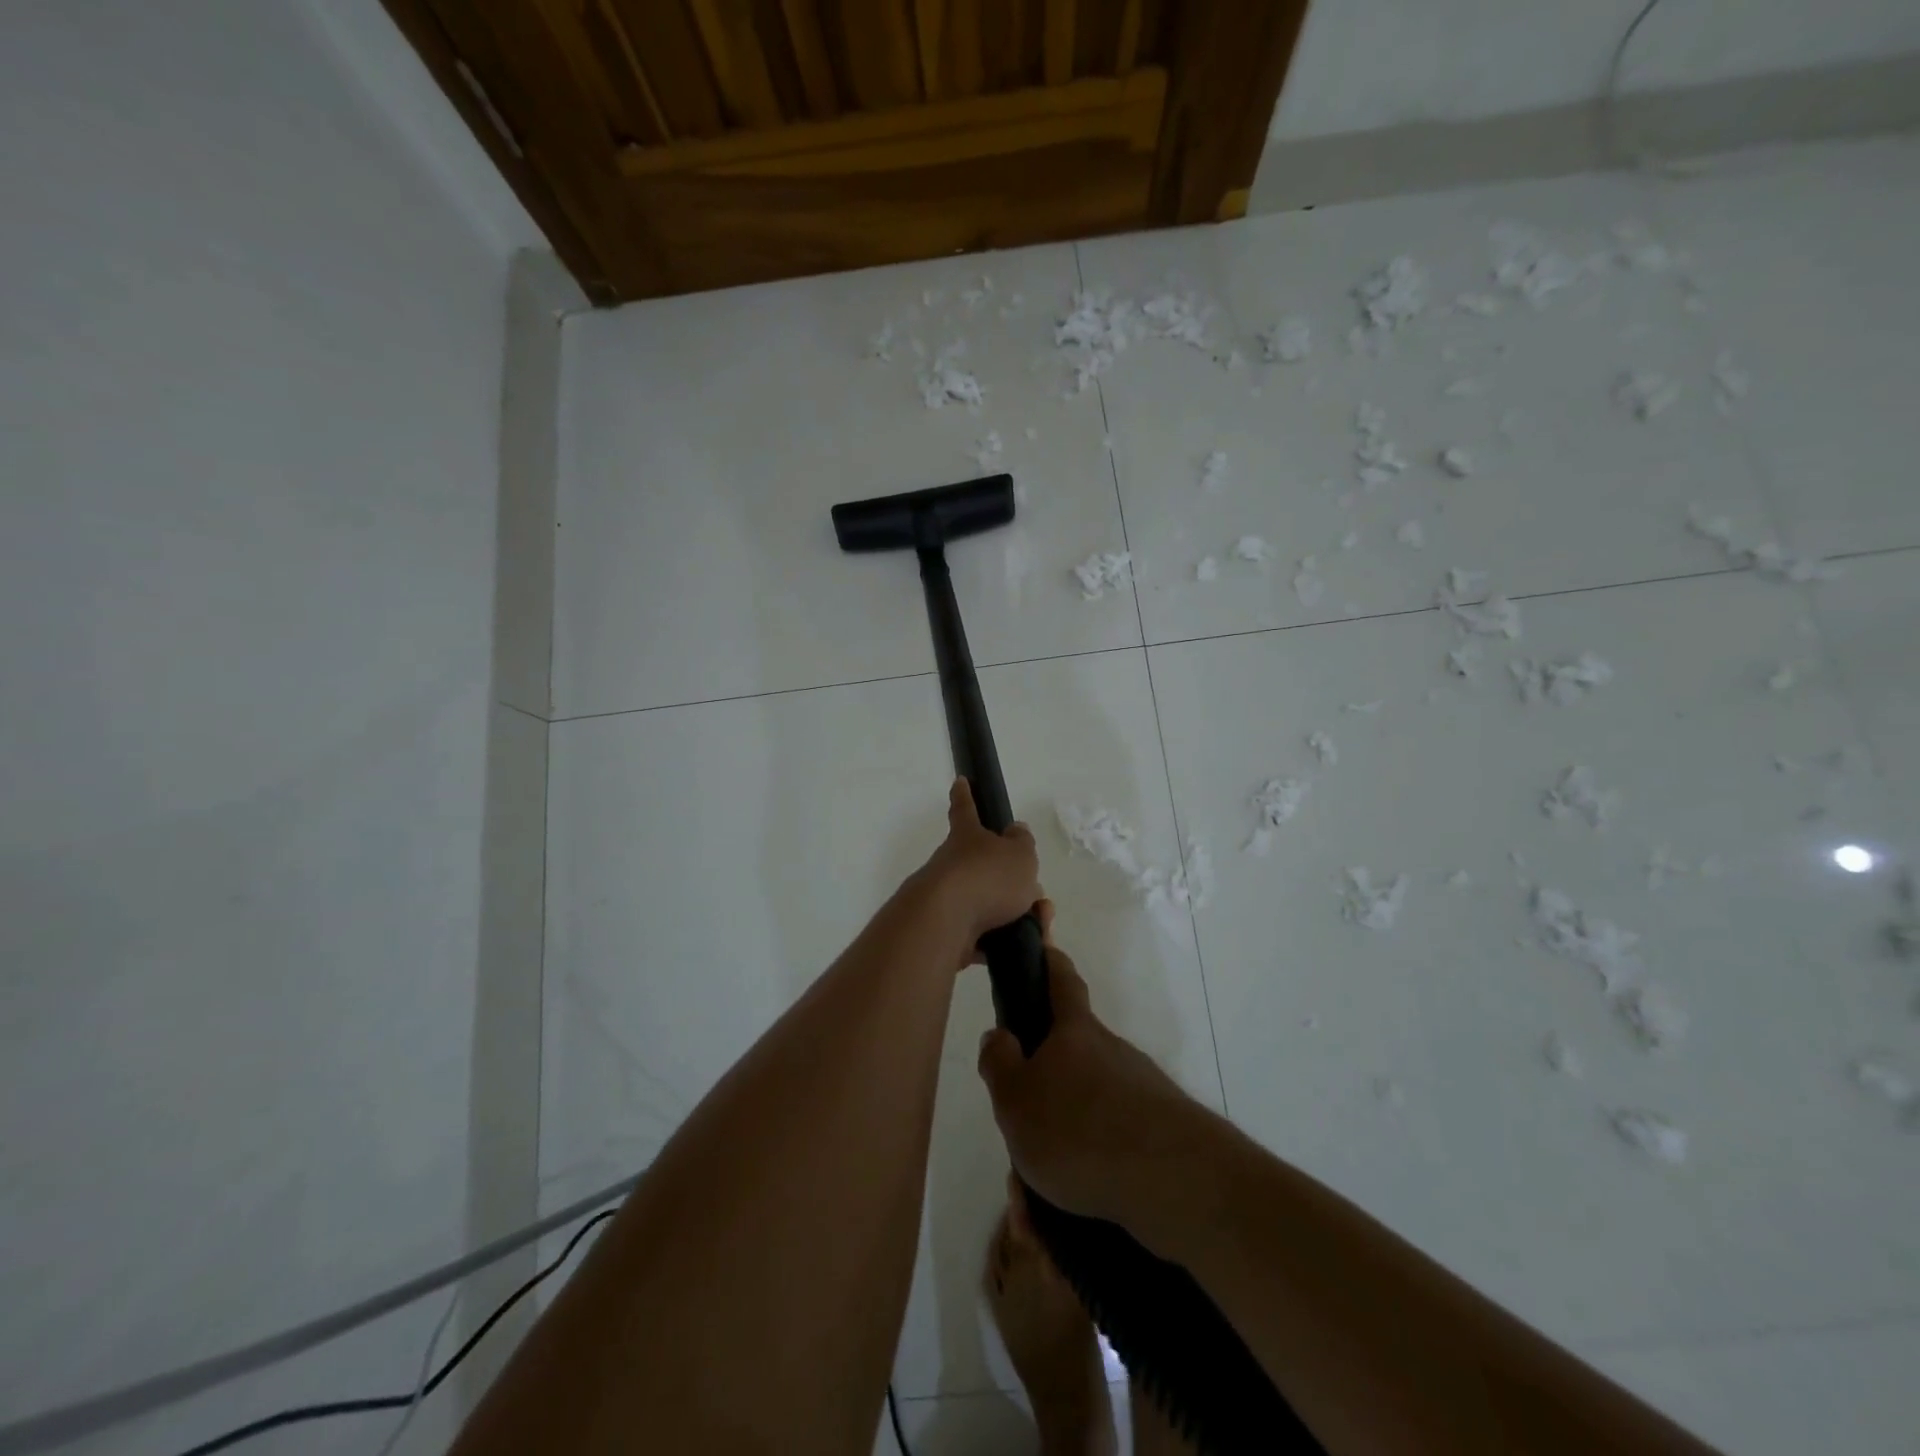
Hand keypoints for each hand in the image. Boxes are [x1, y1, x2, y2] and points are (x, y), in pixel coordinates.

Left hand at [910, 778, 1041, 954]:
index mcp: (967, 837)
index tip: (960, 781)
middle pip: (984, 867)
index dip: (965, 795)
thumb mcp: (1019, 854)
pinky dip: (1001, 942)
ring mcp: (948, 899)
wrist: (946, 923)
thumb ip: (1022, 843)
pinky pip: (982, 936)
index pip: (966, 809)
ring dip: (1016, 915)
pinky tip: (1019, 947)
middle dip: (1012, 882)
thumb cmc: (986, 878)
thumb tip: (1016, 832)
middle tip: (1037, 897)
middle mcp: (953, 864)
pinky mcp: (948, 932)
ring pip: (988, 904)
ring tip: (1039, 926)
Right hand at [976, 903, 1208, 1237]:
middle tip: (1020, 1133)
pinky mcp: (1162, 1135)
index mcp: (1076, 1032)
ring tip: (1036, 1196)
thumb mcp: (1015, 1098)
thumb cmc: (1079, 1128)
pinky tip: (1070, 1213)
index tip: (1043, 947)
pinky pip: (1110, 1149)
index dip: (1050, 961)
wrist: (1174, 1184)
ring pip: (1089, 1110)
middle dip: (1046, 1088)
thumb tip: (999, 1034)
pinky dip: (1086, 1175)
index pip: (1062, 980)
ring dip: (1062, 1144)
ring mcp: (1142, 1093)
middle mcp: (1112, 1052)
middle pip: (1073, 1057)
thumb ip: (1000, 1063)